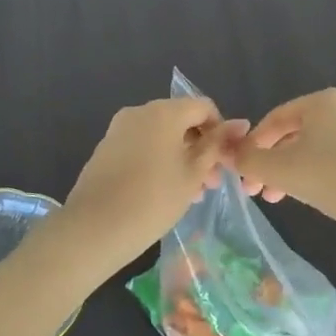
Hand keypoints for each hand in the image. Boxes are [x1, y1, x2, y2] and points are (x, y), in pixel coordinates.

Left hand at [53, 97, 245, 275]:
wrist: (94, 228)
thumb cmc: (153, 200)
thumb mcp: (193, 174)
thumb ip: (216, 146)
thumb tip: (241, 123)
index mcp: (164, 111)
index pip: (203, 107)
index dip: (220, 131)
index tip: (224, 162)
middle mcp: (140, 111)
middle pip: (181, 120)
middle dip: (200, 147)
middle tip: (211, 184)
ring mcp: (119, 129)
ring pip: (161, 135)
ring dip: (181, 156)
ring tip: (190, 193)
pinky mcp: (106, 148)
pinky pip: (142, 145)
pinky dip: (159, 160)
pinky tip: (163, 191)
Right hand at [233, 89, 335, 245]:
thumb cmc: (332, 178)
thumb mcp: (281, 170)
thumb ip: (248, 160)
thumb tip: (226, 153)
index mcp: (321, 100)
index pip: (273, 119)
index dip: (251, 145)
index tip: (241, 173)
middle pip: (293, 133)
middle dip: (270, 162)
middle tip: (256, 190)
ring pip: (312, 148)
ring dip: (289, 171)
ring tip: (276, 197)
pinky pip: (333, 158)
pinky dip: (314, 173)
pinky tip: (308, 195)